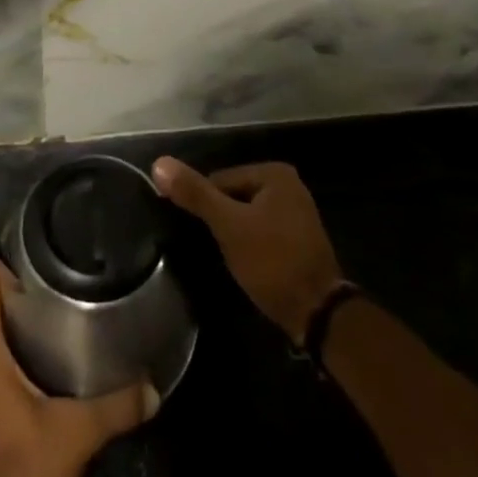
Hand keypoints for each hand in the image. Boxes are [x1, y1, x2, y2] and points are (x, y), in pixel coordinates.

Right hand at [152, 158, 343, 340]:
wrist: (317, 313)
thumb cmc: (272, 261)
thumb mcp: (229, 226)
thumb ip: (196, 194)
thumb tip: (159, 163)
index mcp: (274, 172)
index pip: (220, 180)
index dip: (207, 207)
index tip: (203, 234)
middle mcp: (288, 185)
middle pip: (234, 196)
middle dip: (222, 221)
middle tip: (217, 249)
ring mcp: (296, 213)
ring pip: (247, 216)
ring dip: (235, 235)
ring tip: (230, 259)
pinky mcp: (298, 240)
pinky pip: (262, 232)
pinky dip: (251, 245)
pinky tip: (248, 265)